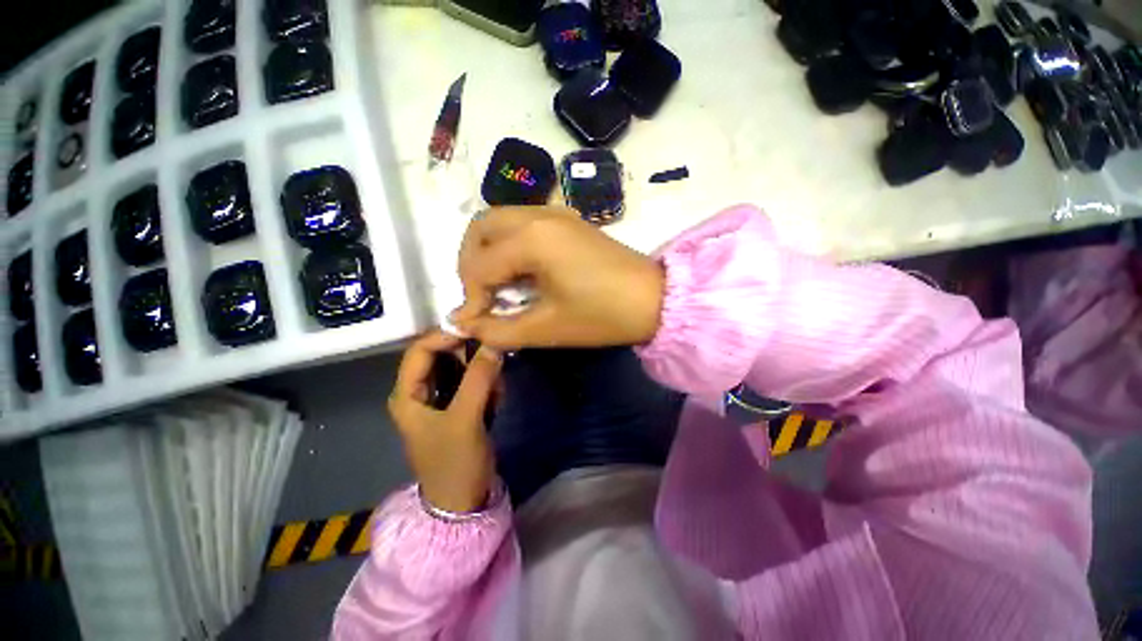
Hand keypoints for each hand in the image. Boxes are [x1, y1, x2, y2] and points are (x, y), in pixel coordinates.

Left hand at [388, 332, 501, 512]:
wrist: (463, 501)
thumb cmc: (455, 463)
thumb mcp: (465, 419)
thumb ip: (478, 379)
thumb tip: (494, 343)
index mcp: (408, 394)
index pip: (421, 349)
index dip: (447, 336)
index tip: (479, 331)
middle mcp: (420, 391)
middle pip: (443, 355)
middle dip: (471, 355)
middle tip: (496, 359)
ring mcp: (440, 398)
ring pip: (462, 367)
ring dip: (482, 372)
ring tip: (497, 389)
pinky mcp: (458, 405)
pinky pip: (473, 381)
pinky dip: (487, 384)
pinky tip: (496, 401)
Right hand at [452, 207, 665, 349]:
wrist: (654, 299)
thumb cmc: (603, 315)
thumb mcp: (547, 328)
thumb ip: (499, 330)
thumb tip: (465, 326)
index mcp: (533, 239)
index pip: (479, 265)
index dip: (470, 296)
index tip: (475, 322)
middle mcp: (539, 214)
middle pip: (481, 227)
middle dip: (470, 262)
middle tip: (480, 294)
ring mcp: (555, 212)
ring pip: (501, 220)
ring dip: (488, 250)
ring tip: (496, 284)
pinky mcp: (568, 219)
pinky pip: (523, 222)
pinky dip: (509, 243)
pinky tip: (521, 270)